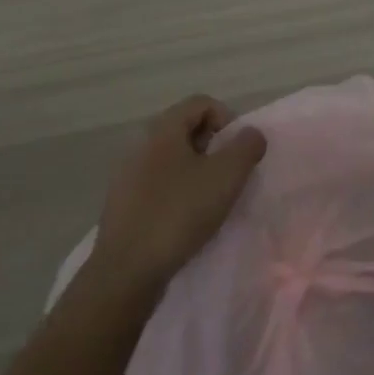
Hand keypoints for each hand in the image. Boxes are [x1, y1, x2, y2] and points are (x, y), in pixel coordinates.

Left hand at [90, 95, 266, 298]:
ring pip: (171, 158)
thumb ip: (247, 147)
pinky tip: (185, 220)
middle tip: (227, 174)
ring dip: (196, 170)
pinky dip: (177, 192)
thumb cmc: (179, 213)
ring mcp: (127, 175)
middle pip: (185, 129)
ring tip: (209, 199)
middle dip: (213, 146)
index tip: (238, 150)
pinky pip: (157, 184)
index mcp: (163, 129)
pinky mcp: (122, 205)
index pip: (201, 102)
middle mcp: (140, 144)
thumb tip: (251, 134)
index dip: (227, 118)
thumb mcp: (227, 176)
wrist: (126, 272)